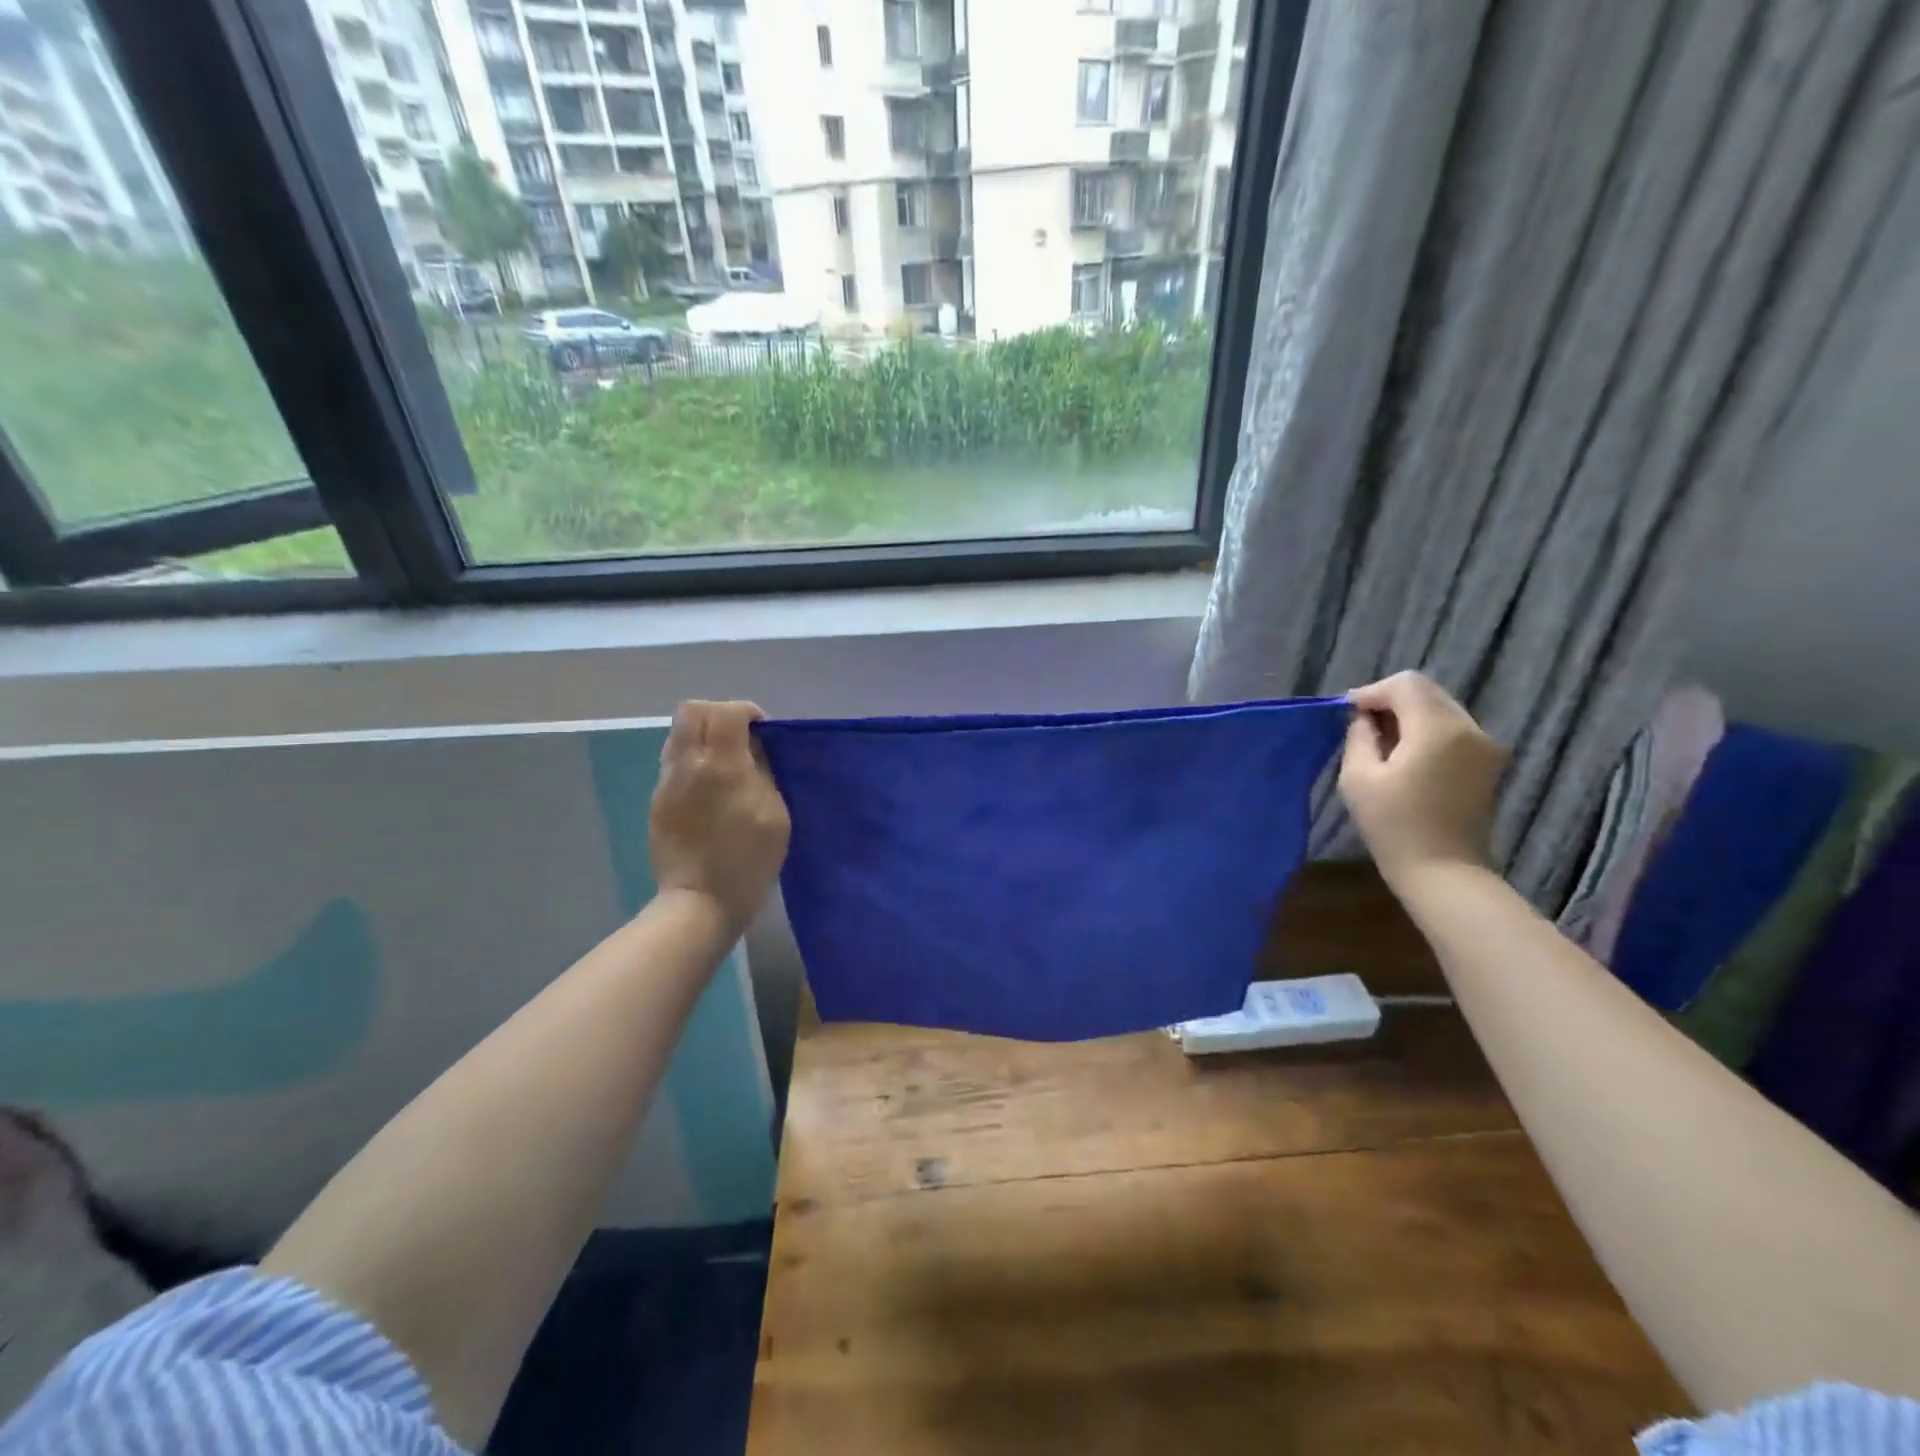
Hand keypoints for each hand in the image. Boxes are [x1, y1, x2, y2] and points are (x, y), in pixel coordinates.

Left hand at [650, 701, 790, 931]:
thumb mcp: (776, 815)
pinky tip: (709, 786)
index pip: (727, 711)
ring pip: (678, 733)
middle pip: (693, 710)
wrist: (700, 901)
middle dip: (720, 714)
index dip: (748, 712)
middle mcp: (689, 764)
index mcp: (722, 766)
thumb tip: (755, 749)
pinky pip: (674, 760)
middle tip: (741, 737)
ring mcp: (667, 781)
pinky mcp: (658, 800)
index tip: (763, 731)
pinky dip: (693, 758)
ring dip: (704, 735)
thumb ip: (765, 772)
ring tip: (725, 760)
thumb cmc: (748, 861)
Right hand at [1339, 672, 1508, 889]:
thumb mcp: (1358, 777)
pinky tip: (1406, 758)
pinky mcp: (1489, 763)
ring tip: (1381, 744)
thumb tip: (1363, 717)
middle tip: (1361, 727)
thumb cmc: (1394, 826)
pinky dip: (1426, 732)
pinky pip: (1453, 730)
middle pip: (1427, 692)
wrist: (1444, 872)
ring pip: (1441, 709)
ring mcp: (1487, 746)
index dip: (1372, 692)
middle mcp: (1471, 728)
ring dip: (1409, 717)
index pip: (1405, 684)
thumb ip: (1359, 736)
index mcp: (1439, 729)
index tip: (1348, 715)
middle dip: (1391, 702)